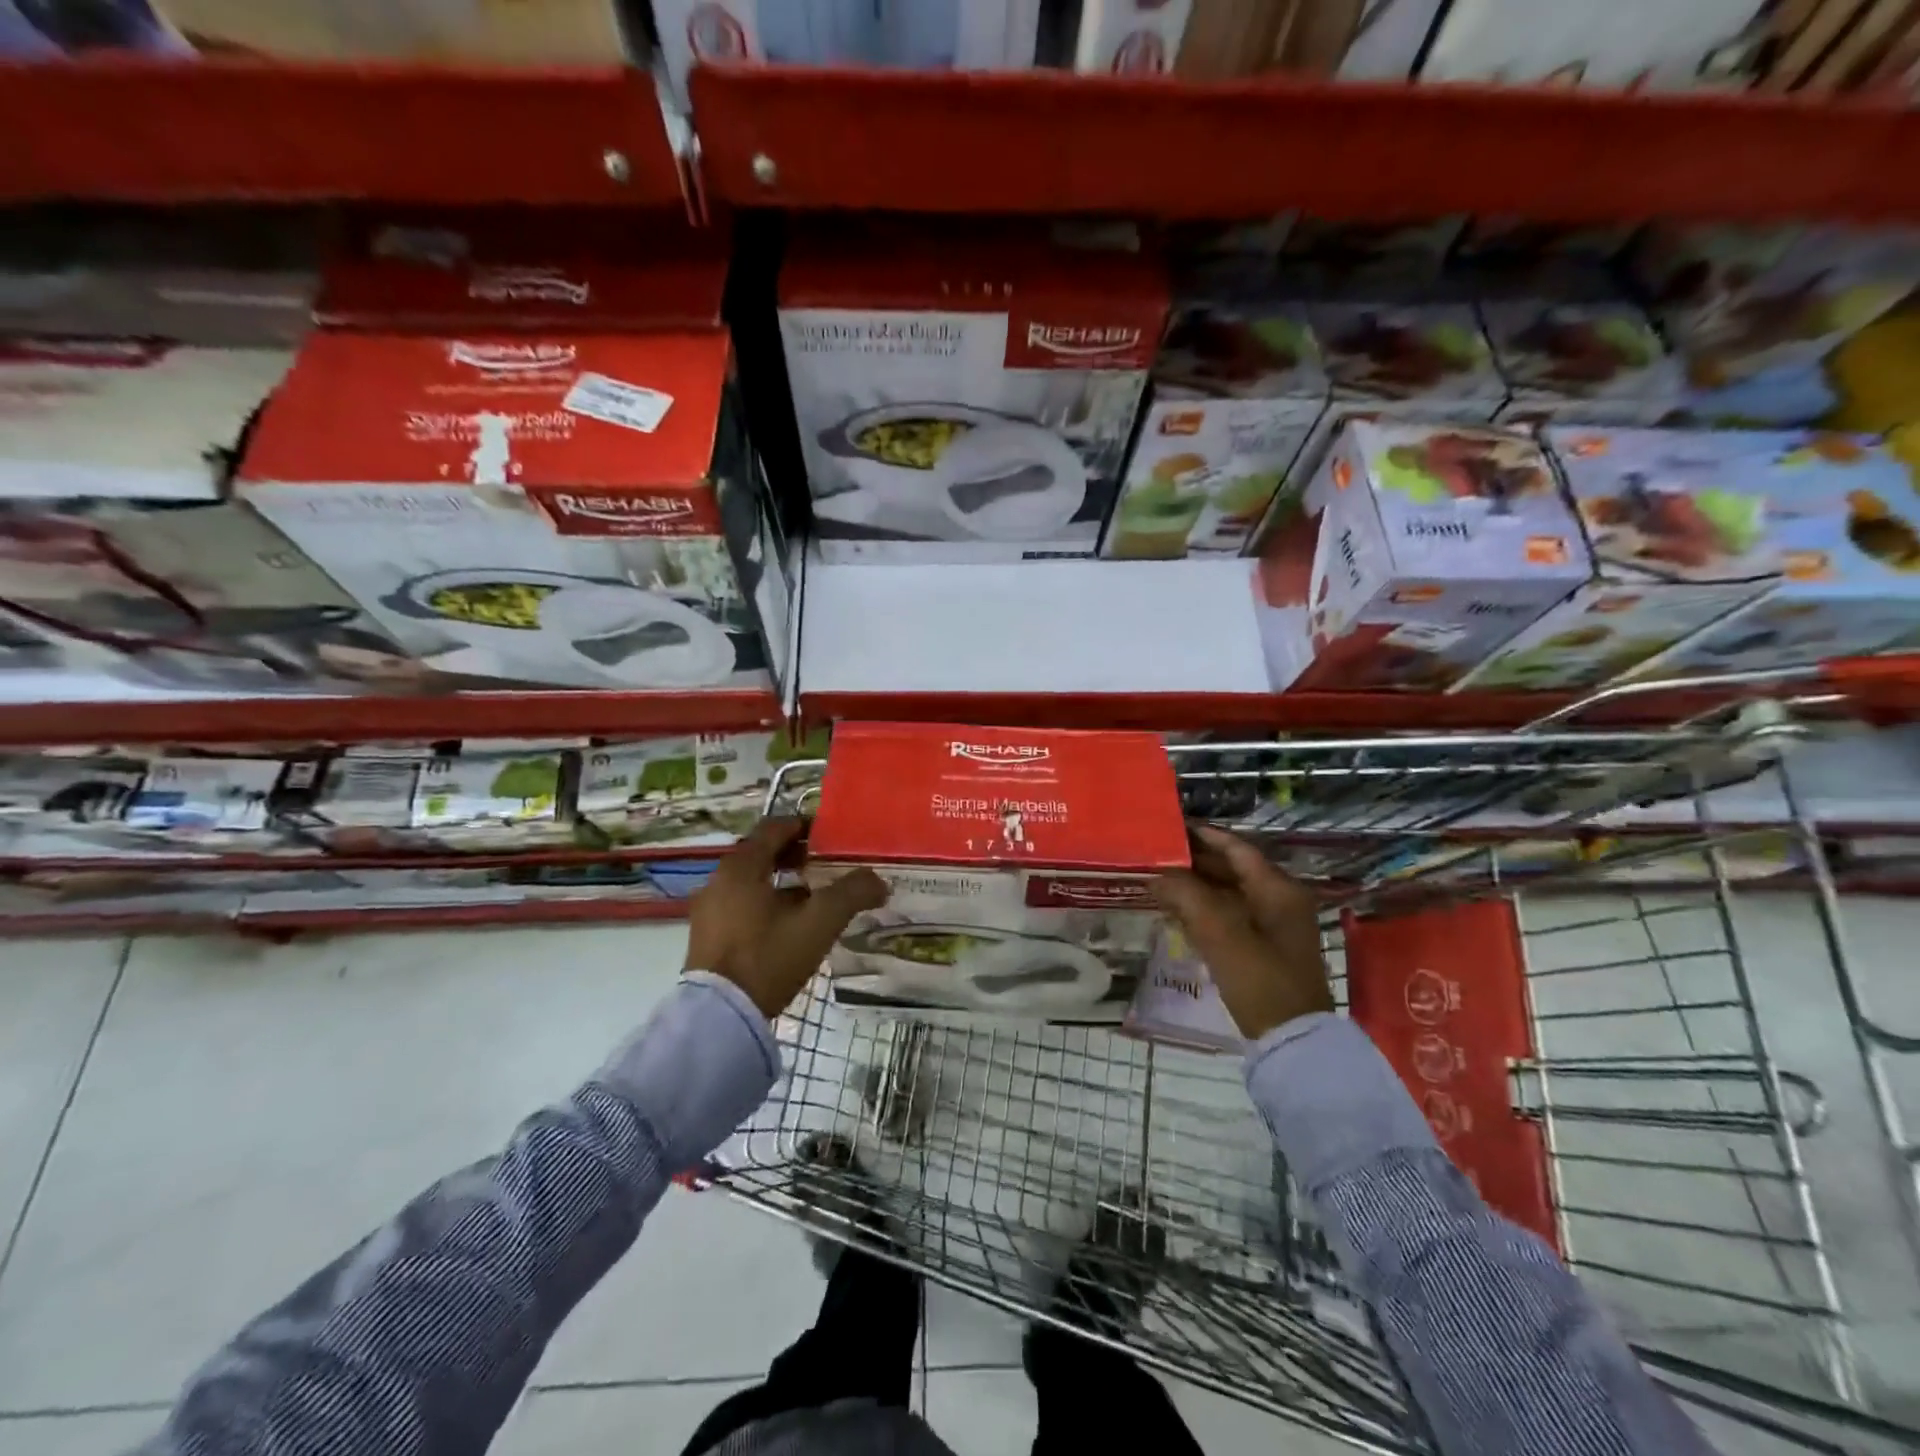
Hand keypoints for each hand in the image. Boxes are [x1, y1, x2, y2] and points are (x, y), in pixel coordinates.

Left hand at [687, 817, 888, 1018]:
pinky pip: (742, 905)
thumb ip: (851, 894)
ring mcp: (710, 909)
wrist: (720, 1017)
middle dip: (796, 855)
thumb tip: (878, 881)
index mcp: (741, 866)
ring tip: (816, 897)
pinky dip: (767, 903)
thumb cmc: (769, 957)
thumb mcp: (819, 923)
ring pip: (753, 881)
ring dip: (783, 882)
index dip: (804, 826)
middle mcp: (720, 880)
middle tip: (828, 865)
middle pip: (762, 853)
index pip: (774, 827)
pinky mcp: (709, 936)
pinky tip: (791, 925)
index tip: (830, 836)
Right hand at [1152, 825, 1333, 1039]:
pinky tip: (1176, 910)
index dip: (1204, 836)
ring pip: (1228, 893)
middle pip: (1232, 869)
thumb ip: (1186, 895)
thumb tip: (1157, 873)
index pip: (1237, 849)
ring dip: (1196, 886)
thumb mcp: (1220, 933)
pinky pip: (1230, 915)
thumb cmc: (1260, 979)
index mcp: (1278, 889)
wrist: (1291, 1040)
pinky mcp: (1264, 948)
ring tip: (1158, 878)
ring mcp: (1274, 926)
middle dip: (1194, 861)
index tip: (1170, 826)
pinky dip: (1204, 909)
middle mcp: (1279, 900)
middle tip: (1156, 853)